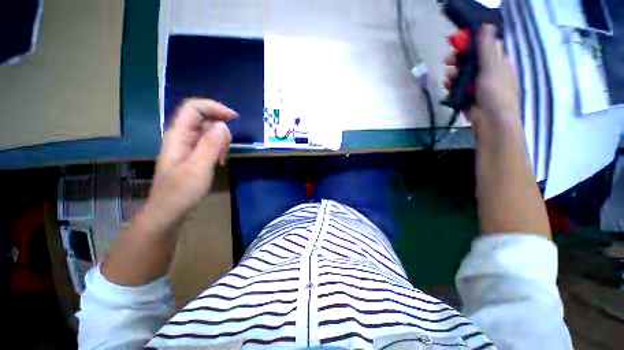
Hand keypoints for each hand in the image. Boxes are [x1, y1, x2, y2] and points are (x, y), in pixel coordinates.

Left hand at [147, 99, 236, 222]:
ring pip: (208, 131)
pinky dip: (217, 148)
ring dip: (220, 140)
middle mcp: (181, 136)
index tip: (234, 118)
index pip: (193, 108)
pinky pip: (208, 142)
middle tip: (226, 148)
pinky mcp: (192, 154)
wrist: (169, 211)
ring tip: (222, 157)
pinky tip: (219, 160)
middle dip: (220, 129)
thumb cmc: (181, 191)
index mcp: (178, 135)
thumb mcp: (198, 168)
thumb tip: (222, 125)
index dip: (214, 107)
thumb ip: (210, 145)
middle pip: (203, 118)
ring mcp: (186, 145)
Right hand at [445, 25, 521, 134]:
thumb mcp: (493, 68)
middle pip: (470, 61)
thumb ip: (488, 49)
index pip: (483, 48)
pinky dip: (451, 86)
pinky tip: (448, 86)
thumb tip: (487, 26)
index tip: (457, 42)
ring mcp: (476, 86)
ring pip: (461, 75)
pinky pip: (456, 88)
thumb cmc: (497, 94)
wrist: (491, 122)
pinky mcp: (466, 97)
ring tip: (449, 77)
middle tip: (448, 60)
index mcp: (498, 63)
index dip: (471, 44)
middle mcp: (488, 72)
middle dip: (458, 60)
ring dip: (453, 74)